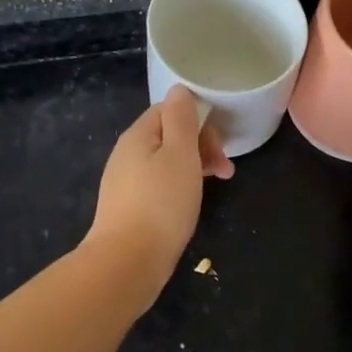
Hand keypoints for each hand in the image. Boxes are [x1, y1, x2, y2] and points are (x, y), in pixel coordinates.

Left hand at [86, 86, 233, 297]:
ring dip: (195, 167)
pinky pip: (160, 185)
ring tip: (218, 185)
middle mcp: (127, 154)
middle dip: (201, 146)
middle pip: (169, 136)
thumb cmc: (161, 203)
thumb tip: (179, 90)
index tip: (220, 144)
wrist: (127, 262)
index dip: (199, 120)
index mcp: (138, 136)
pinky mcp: (129, 208)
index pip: (170, 110)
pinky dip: (180, 187)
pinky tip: (191, 203)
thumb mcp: (180, 155)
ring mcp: (125, 183)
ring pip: (166, 162)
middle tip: (226, 170)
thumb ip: (181, 119)